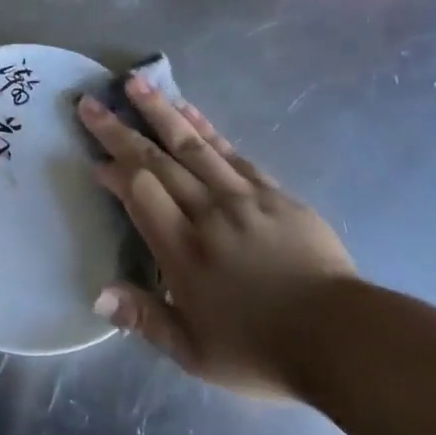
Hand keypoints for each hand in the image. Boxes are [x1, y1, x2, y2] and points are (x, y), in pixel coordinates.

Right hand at [77, 80, 354, 397]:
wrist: (343, 339)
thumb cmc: (261, 351)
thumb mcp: (194, 352)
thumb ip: (145, 318)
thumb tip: (98, 295)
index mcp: (183, 251)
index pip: (139, 195)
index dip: (114, 172)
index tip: (94, 160)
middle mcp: (207, 214)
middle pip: (157, 162)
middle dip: (120, 131)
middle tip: (92, 102)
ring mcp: (243, 198)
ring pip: (193, 146)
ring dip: (161, 112)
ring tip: (136, 82)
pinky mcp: (273, 194)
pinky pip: (232, 153)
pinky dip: (206, 129)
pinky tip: (189, 110)